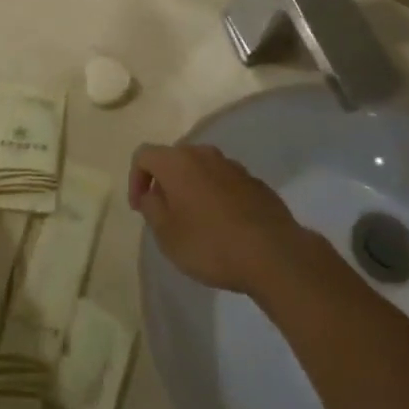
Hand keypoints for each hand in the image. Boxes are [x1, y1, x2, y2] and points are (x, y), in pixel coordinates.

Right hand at [129, 142, 323, 298]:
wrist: (273, 253)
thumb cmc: (210, 244)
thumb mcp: (167, 234)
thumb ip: (152, 208)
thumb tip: (152, 193)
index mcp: (178, 162)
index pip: (144, 155)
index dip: (135, 179)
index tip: (139, 208)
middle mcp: (205, 154)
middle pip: (174, 159)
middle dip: (164, 182)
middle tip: (164, 214)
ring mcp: (233, 166)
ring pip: (201, 169)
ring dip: (191, 189)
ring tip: (194, 222)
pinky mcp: (254, 182)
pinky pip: (224, 182)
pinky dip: (215, 196)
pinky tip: (222, 226)